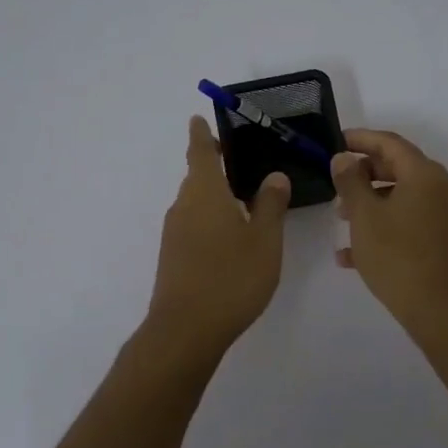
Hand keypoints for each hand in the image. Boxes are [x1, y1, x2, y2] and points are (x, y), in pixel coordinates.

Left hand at [145, 116, 291, 353]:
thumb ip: (271, 205)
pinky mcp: (173, 256)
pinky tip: (231, 235)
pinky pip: (193, 223)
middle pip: (196, 176)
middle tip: (242, 161)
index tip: (199, 118)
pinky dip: (210, 218)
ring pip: (195, 202)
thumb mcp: (264, 240)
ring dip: (215, 194)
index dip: (201, 134)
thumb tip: (274, 176)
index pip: (199, 151)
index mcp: (204, 193)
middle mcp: (183, 206)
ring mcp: (174, 233)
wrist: (186, 329)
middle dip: (214, 166)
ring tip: (245, 199)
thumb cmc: (231, 277)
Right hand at [331, 129, 447, 330]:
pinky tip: (351, 254)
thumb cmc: (397, 255)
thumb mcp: (364, 215)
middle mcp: (439, 188)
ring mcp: (442, 215)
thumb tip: (343, 158)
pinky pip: (407, 222)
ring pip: (400, 197)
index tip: (336, 142)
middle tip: (335, 183)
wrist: (438, 308)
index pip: (389, 143)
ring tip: (340, 218)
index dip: (360, 139)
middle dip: (363, 174)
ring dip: (369, 202)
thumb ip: (350, 181)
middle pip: (397, 168)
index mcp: (424, 174)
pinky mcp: (440, 240)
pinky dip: (382, 227)